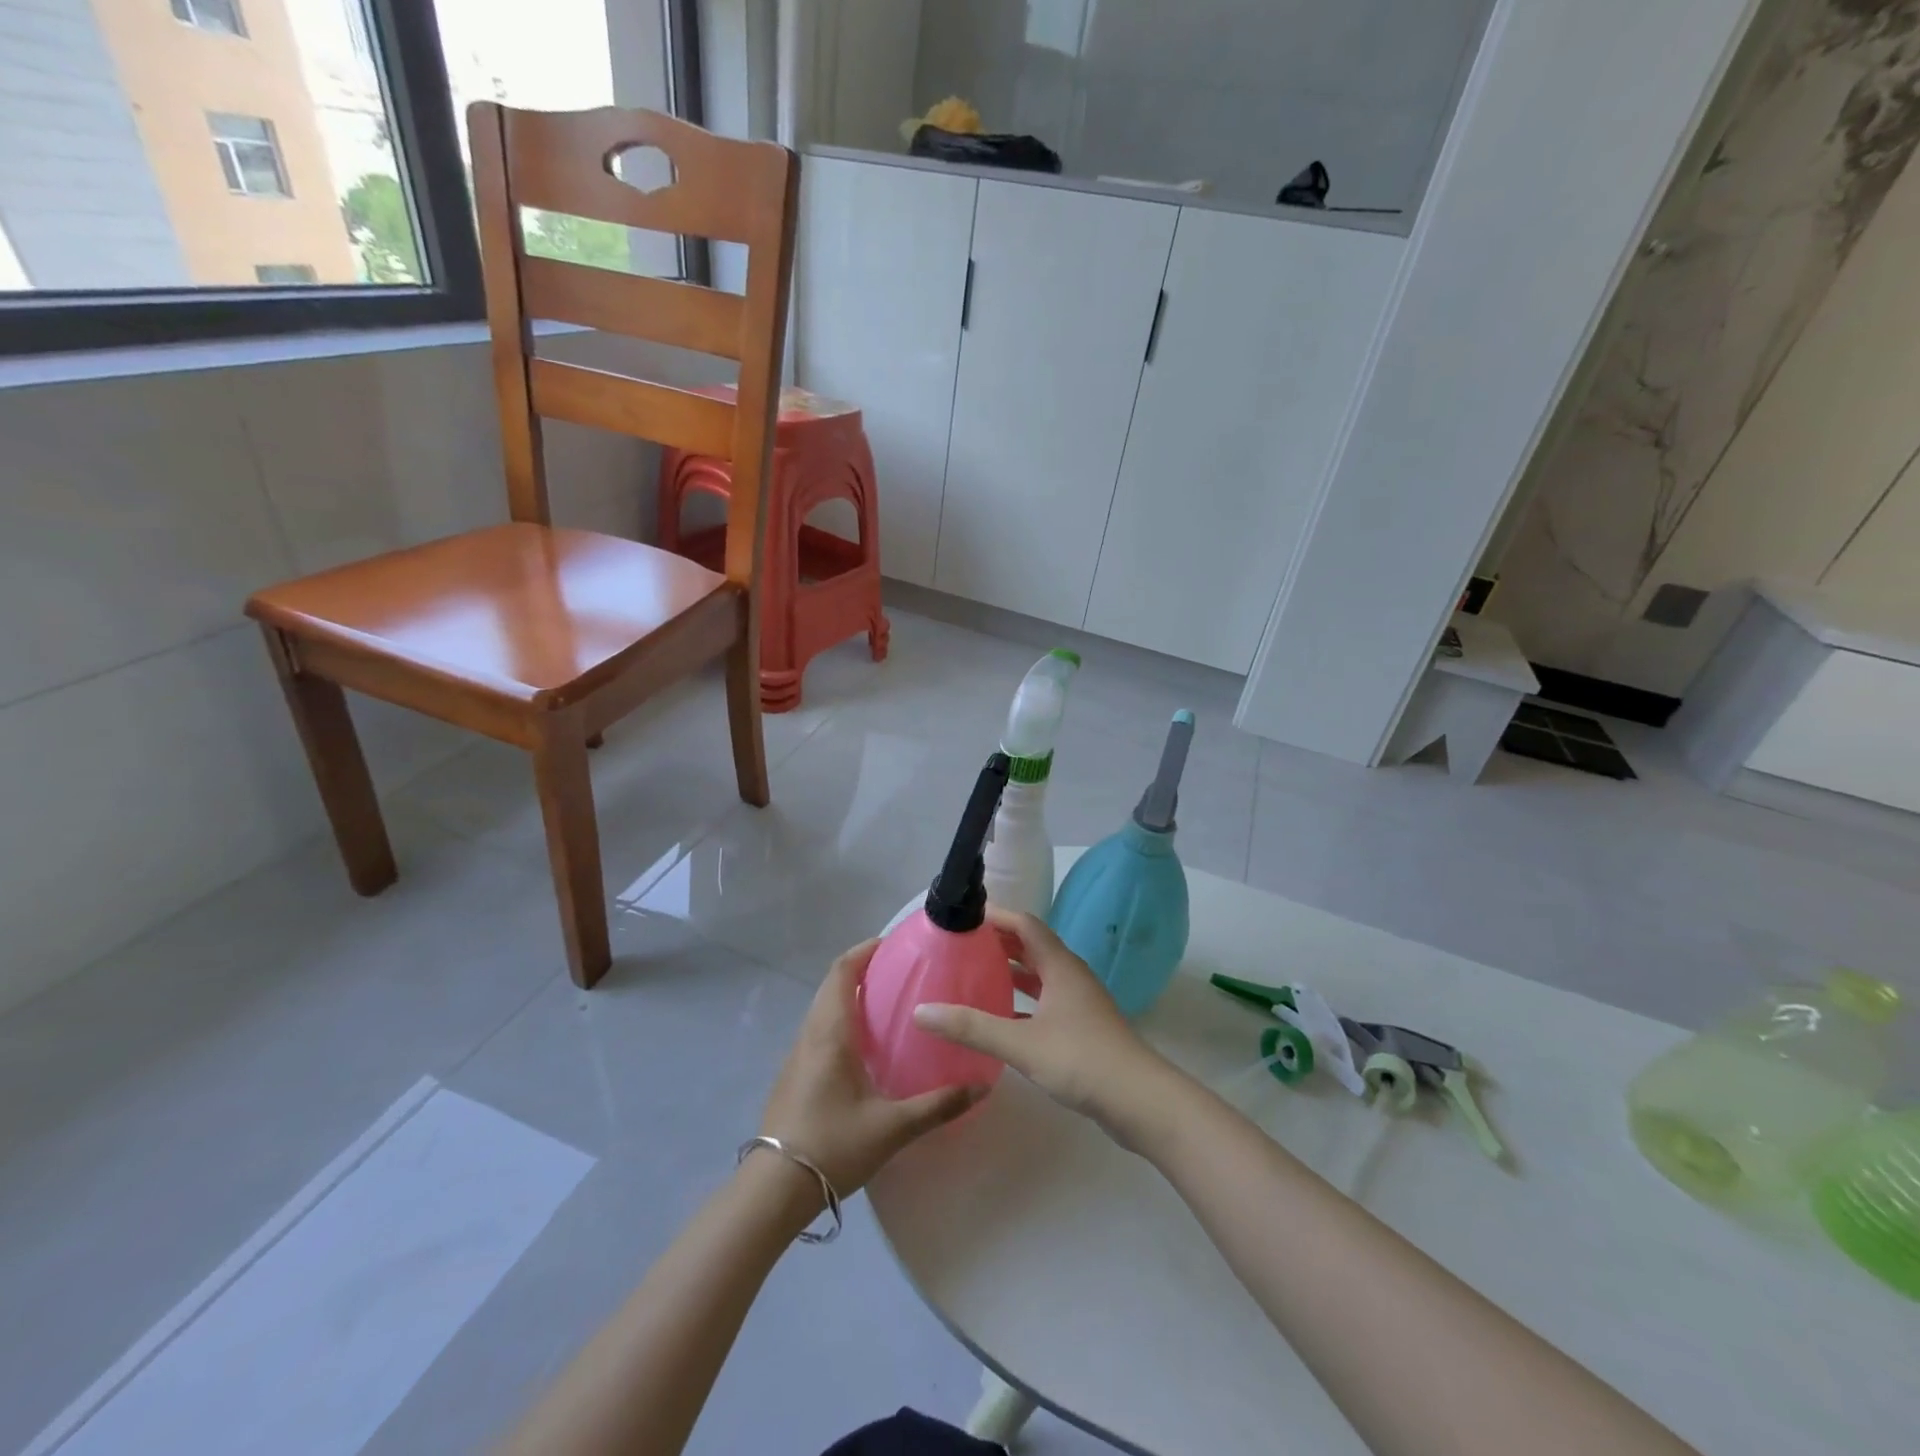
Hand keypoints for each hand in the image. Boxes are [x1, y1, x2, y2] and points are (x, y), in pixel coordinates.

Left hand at [758, 939, 986, 1197]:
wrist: (773, 1190)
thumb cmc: (832, 1146)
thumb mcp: (892, 1128)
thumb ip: (937, 1105)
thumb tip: (981, 1086)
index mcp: (831, 1033)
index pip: (842, 972)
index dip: (865, 951)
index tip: (894, 945)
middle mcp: (811, 1034)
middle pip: (832, 985)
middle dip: (863, 969)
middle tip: (901, 972)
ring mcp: (798, 1055)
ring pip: (824, 1008)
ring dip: (851, 995)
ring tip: (889, 1004)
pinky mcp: (794, 1075)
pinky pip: (819, 1030)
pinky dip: (842, 1020)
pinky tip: (866, 1047)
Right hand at [913, 907, 1172, 1138]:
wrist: (1140, 1101)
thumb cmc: (1082, 1060)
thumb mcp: (1021, 1043)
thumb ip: (971, 1027)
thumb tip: (921, 1011)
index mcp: (1060, 966)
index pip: (1025, 924)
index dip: (995, 916)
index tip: (962, 917)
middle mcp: (1070, 976)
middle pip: (1031, 946)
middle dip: (998, 942)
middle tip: (960, 946)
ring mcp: (1078, 1002)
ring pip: (1039, 975)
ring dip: (1010, 971)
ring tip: (973, 975)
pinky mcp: (1081, 1027)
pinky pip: (1044, 1002)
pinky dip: (1021, 1002)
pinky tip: (998, 1018)